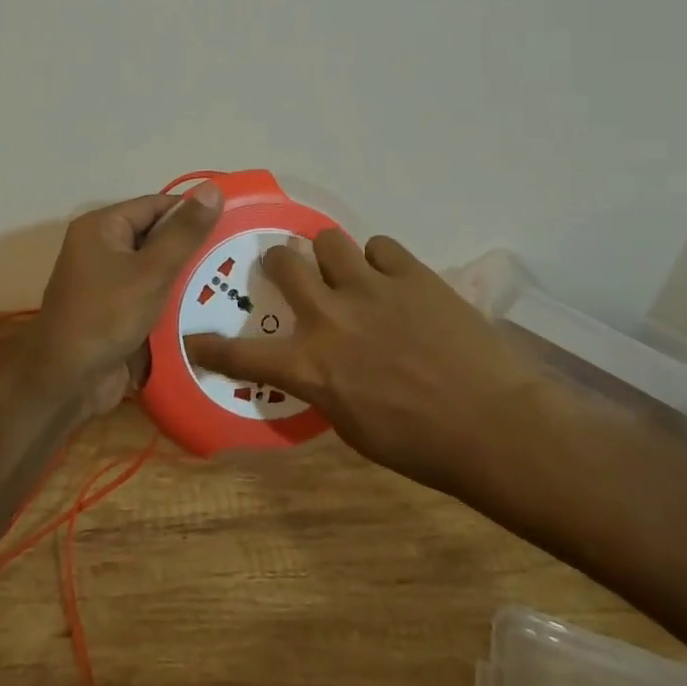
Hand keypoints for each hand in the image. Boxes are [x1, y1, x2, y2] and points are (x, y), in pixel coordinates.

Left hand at [16, 185, 223, 415]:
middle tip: (238, 252)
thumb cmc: (106, 317)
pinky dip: (175, 300)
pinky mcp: (117, 311)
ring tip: (234, 278)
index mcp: (102, 227)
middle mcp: (102, 248)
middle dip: (194, 246)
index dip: (193, 211)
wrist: (66, 384)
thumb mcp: (151, 272)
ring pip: (158, 268)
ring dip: (188, 276)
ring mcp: (108, 282)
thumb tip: (214, 187)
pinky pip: (152, 295)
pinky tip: (211, 307)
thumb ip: (184, 232)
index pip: (157, 205)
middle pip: (158, 236)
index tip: (234, 221)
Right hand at [184, 231, 565, 492]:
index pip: (243, 353)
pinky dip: (380, 262)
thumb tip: (320, 365)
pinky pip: (380, 247)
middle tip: (289, 272)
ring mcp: (369, 287)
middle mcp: (329, 316)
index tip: (193, 338)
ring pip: (328, 240)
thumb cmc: (422, 445)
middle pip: (283, 261)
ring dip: (331, 255)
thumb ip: (325, 386)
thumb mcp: (354, 427)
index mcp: (311, 366)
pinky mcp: (410, 272)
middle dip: (278, 262)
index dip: (211, 345)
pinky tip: (394, 281)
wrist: (493, 425)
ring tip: (348, 271)